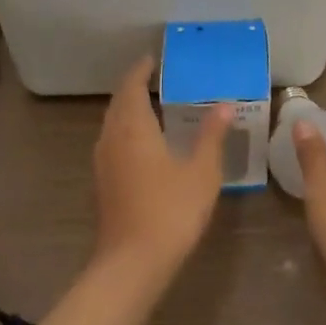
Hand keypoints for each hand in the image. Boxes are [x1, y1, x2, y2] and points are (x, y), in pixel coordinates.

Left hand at [92, 57, 231, 283]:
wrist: (132, 265)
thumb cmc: (170, 211)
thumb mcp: (201, 171)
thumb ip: (211, 135)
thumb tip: (224, 104)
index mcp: (134, 127)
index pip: (132, 87)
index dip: (141, 70)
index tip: (153, 59)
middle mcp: (112, 138)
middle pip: (118, 103)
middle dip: (133, 87)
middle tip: (154, 78)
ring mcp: (103, 163)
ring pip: (112, 124)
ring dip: (126, 109)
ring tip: (150, 105)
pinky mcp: (102, 184)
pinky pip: (111, 142)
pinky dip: (124, 130)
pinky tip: (142, 143)